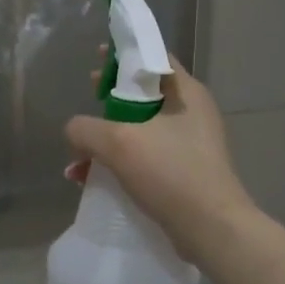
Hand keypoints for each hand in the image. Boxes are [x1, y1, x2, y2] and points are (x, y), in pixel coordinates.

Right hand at [66, 63, 254, 263]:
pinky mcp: (183, 172)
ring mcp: (189, 145)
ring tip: (79, 153)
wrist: (211, 229)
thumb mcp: (118, 143)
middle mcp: (191, 113)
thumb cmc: (170, 172)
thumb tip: (73, 130)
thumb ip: (86, 128)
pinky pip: (144, 157)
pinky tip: (90, 179)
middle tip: (88, 96)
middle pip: (144, 93)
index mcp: (186, 93)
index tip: (96, 59)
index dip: (122, 55)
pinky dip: (119, 162)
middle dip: (110, 97)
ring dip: (108, 137)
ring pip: (141, 129)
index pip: (153, 58)